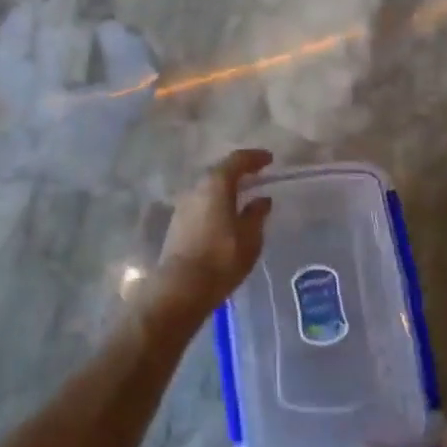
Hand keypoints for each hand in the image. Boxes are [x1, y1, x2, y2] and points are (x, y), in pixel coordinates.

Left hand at [153, 149, 272, 317]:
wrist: (180, 288)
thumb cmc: (221, 258)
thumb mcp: (249, 237)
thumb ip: (256, 215)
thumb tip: (262, 200)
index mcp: (216, 184)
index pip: (237, 160)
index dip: (254, 157)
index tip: (269, 159)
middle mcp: (196, 188)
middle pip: (220, 172)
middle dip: (239, 172)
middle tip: (257, 176)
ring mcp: (183, 206)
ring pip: (208, 189)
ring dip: (226, 190)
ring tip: (243, 197)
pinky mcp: (177, 224)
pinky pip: (201, 205)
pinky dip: (216, 204)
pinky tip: (225, 216)